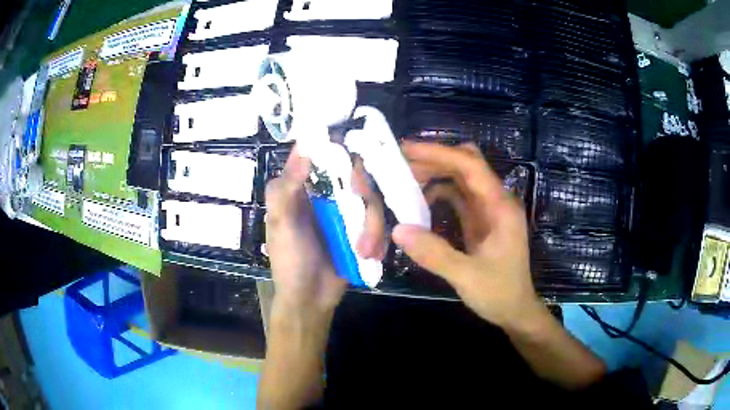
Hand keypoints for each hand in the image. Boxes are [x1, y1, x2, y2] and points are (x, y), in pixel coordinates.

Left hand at [265, 145, 385, 315]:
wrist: (310, 300)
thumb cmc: (289, 262)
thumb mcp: (282, 224)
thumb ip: (287, 188)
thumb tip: (303, 146)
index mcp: (302, 187)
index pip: (322, 153)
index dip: (339, 148)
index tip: (354, 156)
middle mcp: (326, 193)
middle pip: (355, 174)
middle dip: (364, 193)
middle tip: (363, 208)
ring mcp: (346, 211)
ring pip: (372, 200)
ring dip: (373, 227)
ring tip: (365, 251)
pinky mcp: (362, 229)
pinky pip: (380, 221)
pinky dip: (378, 237)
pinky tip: (371, 254)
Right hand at [392, 142, 542, 330]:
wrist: (515, 310)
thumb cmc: (500, 293)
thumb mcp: (467, 277)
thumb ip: (435, 254)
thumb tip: (398, 229)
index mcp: (500, 206)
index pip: (470, 166)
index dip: (439, 153)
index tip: (407, 149)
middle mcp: (495, 201)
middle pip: (466, 164)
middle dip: (434, 159)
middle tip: (399, 163)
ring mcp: (487, 210)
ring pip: (459, 178)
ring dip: (434, 174)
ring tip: (403, 179)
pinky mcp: (479, 220)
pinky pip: (456, 196)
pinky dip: (436, 193)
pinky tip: (417, 201)